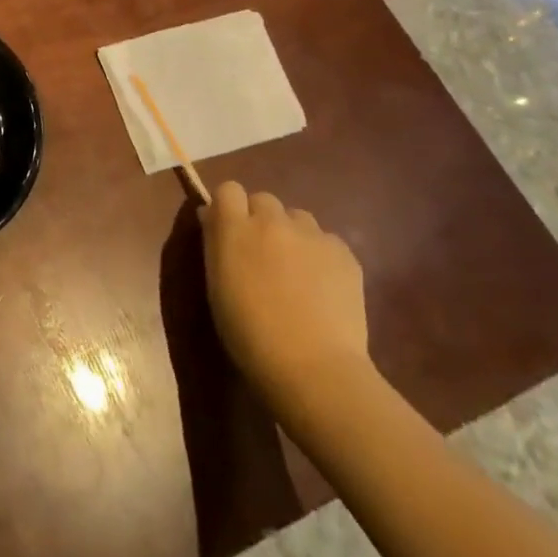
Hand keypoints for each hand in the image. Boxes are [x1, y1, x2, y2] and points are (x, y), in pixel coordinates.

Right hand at [202, 182, 370, 407]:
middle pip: (264, 199)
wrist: (312, 366)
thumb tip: (213, 218)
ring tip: (295, 270)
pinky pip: (326, 240)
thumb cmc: (249, 333)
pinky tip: (321, 287)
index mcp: (235, 228)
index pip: (228, 189)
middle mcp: (272, 221)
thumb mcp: (217, 285)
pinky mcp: (344, 252)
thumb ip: (216, 244)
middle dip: (260, 219)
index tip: (228, 229)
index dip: (228, 206)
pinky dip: (320, 255)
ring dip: (291, 234)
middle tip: (262, 254)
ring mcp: (312, 234)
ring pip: (297, 218)